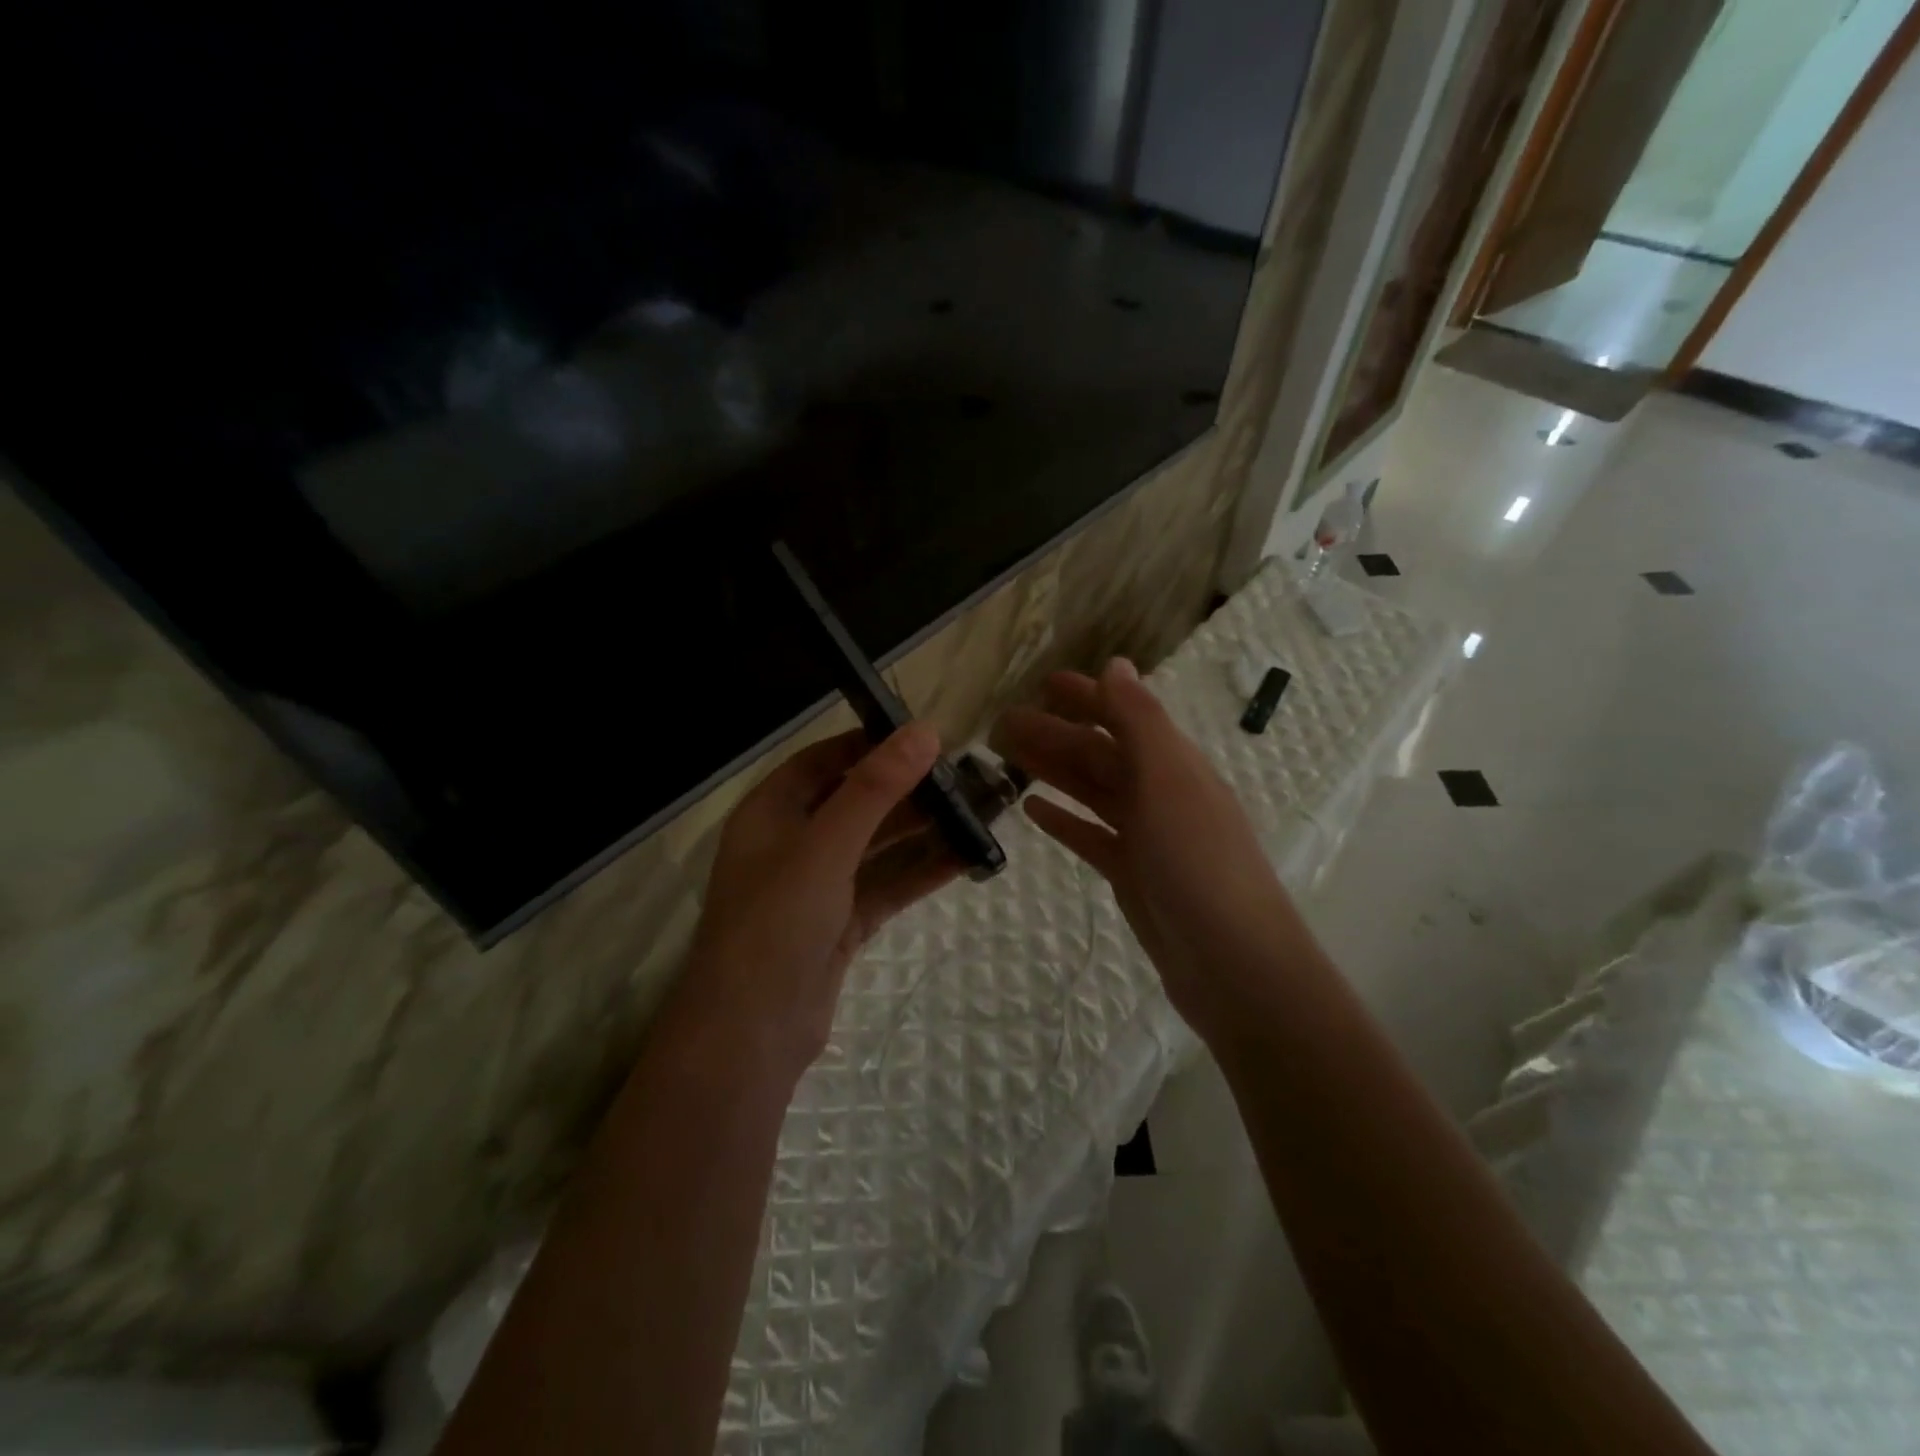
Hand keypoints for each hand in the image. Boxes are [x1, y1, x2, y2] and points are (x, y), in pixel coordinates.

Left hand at [680, 723, 961, 1081]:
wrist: (752, 1032)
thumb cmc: (777, 920)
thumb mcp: (826, 844)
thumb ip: (875, 788)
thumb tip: (923, 731)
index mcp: (771, 812)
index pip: (823, 761)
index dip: (870, 744)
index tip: (923, 736)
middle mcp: (793, 843)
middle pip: (856, 803)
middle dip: (907, 790)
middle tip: (964, 776)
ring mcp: (818, 886)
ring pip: (877, 847)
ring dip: (921, 831)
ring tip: (976, 812)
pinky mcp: (841, 923)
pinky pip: (886, 886)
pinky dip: (921, 872)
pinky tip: (965, 857)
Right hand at [992, 659, 1302, 1041]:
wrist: (1232, 963)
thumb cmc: (1199, 862)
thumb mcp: (1169, 780)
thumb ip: (1140, 720)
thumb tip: (1117, 663)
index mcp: (1174, 764)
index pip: (1124, 716)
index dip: (1086, 696)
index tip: (1041, 683)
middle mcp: (1162, 793)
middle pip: (1101, 754)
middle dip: (1055, 734)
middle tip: (1003, 723)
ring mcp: (1148, 837)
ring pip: (1092, 792)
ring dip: (1054, 770)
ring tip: (1008, 757)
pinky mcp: (1133, 875)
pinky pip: (1092, 837)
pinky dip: (1064, 820)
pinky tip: (1033, 810)